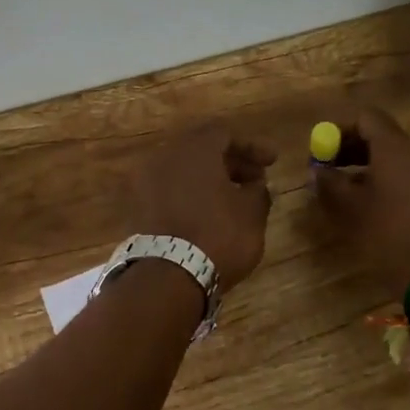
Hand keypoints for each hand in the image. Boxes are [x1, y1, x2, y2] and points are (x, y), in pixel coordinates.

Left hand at [127, 125, 277, 290]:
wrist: (166, 277)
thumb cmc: (217, 235)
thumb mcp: (252, 213)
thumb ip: (258, 191)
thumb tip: (255, 185)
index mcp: (194, 148)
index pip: (224, 133)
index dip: (251, 146)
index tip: (272, 162)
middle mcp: (165, 156)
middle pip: (202, 149)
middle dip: (231, 162)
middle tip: (256, 180)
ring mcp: (146, 181)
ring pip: (184, 170)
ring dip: (211, 179)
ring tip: (235, 199)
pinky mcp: (137, 207)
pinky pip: (170, 190)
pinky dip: (191, 194)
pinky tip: (209, 214)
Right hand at [312, 106, 409, 292]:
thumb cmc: (392, 238)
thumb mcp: (351, 211)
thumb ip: (329, 184)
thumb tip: (317, 171)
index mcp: (398, 149)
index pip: (367, 117)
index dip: (339, 128)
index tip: (321, 149)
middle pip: (384, 137)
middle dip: (353, 149)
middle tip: (329, 170)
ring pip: (401, 160)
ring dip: (372, 168)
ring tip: (350, 194)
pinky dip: (394, 184)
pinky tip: (381, 211)